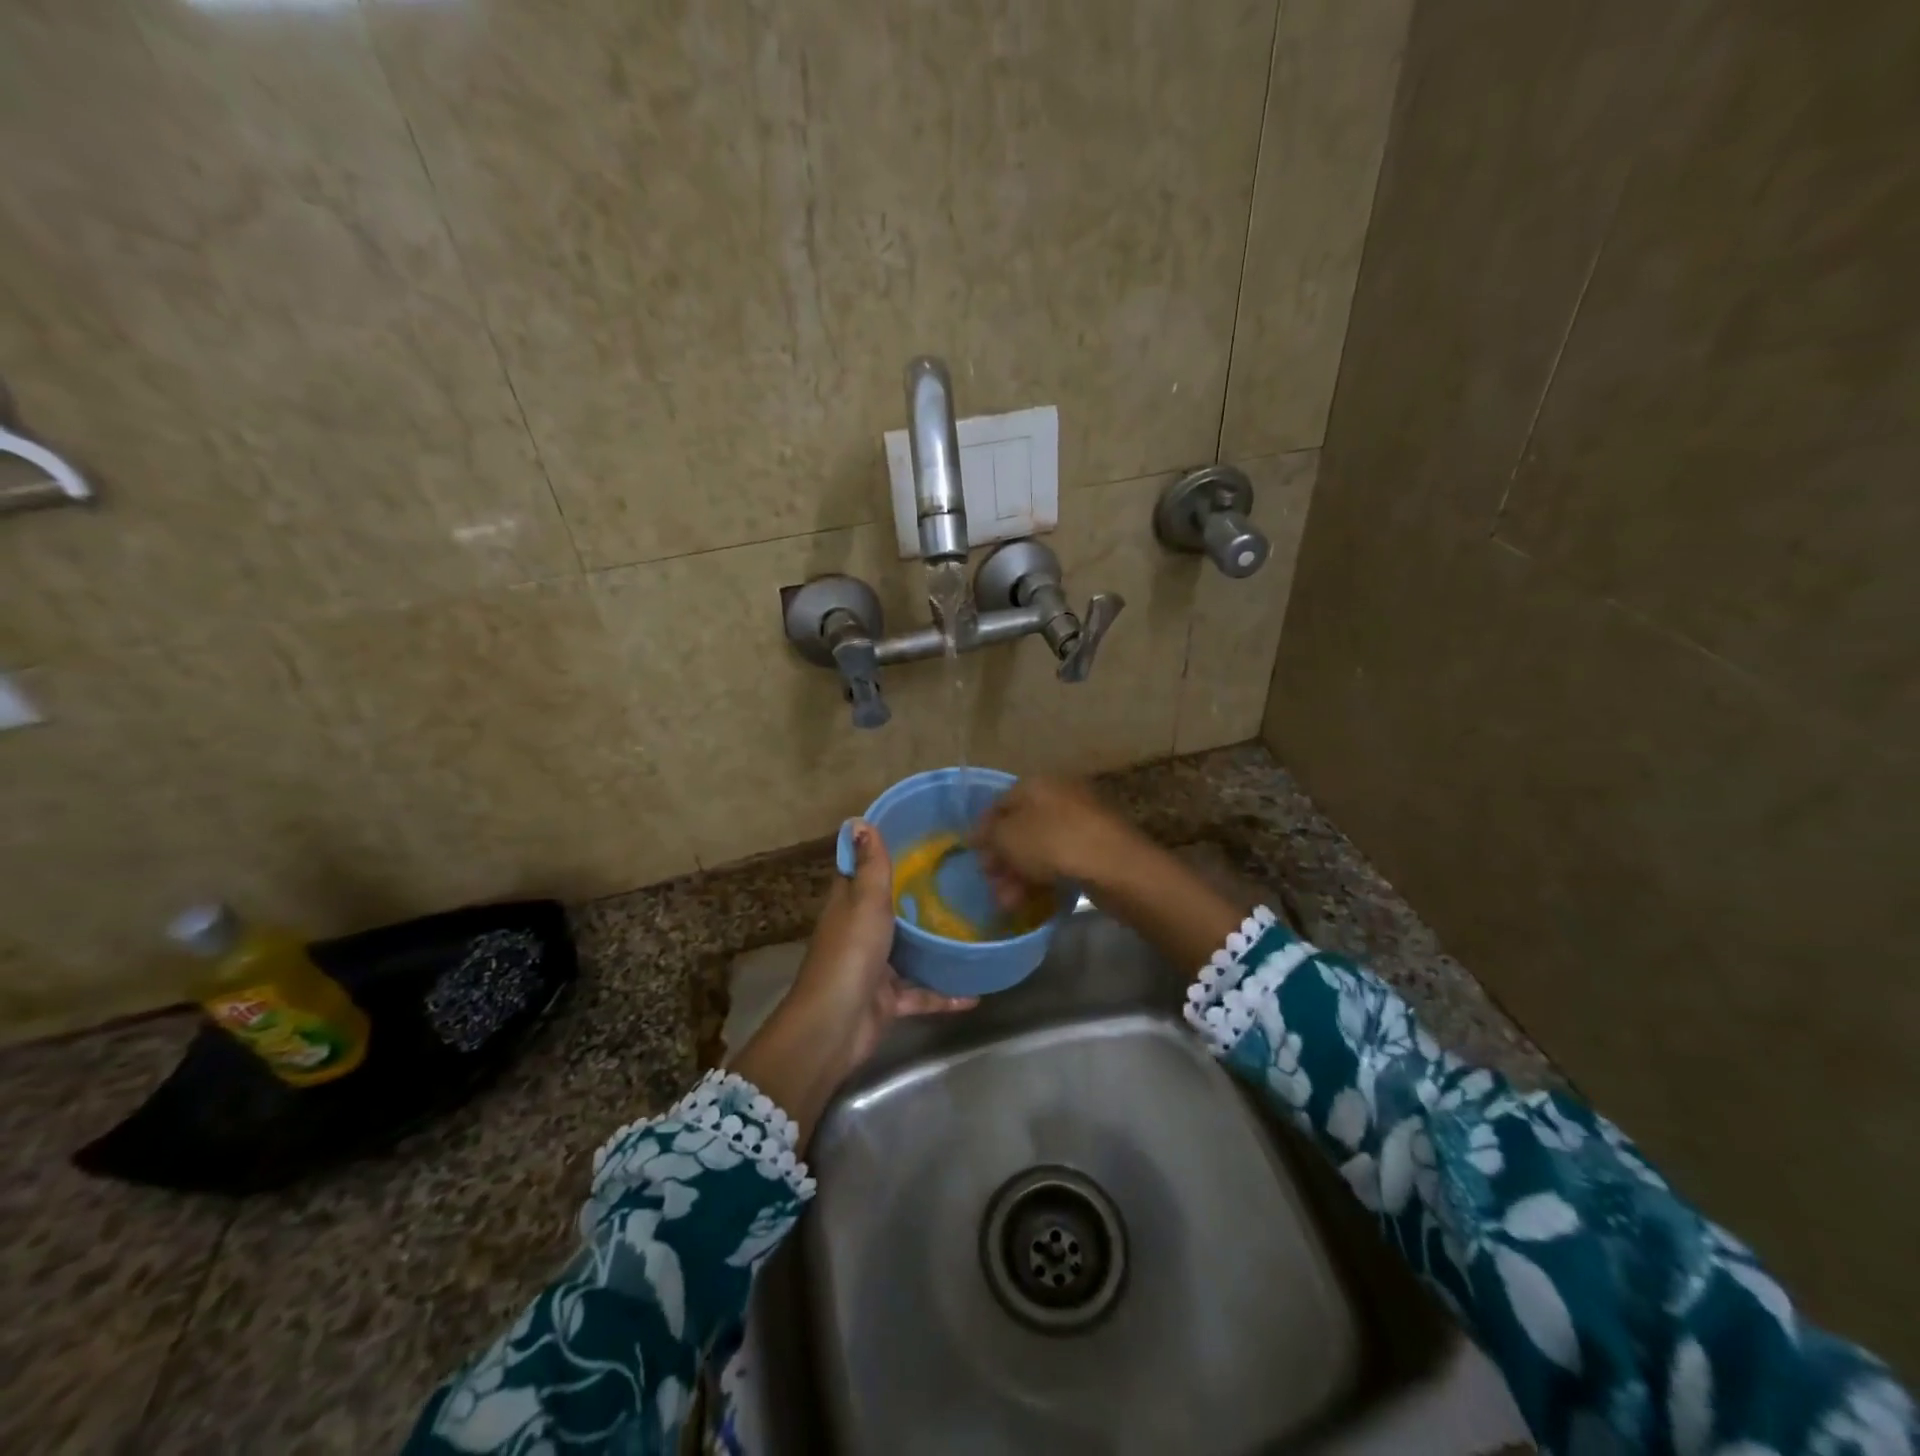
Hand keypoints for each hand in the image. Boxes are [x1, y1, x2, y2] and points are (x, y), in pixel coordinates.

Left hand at [792, 820, 976, 1064]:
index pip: (861, 871)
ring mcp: (874, 968)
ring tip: (972, 928)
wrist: (836, 1026)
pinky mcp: (887, 1000)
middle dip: (916, 896)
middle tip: (959, 878)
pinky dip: (944, 993)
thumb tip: (859, 819)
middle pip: (887, 909)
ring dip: (933, 945)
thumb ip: (870, 866)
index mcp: (848, 905)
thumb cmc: (851, 954)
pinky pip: (920, 992)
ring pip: (908, 950)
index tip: (915, 837)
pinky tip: (975, 992)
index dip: (880, 853)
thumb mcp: (865, 902)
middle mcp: (859, 932)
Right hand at [975, 776, 1141, 898]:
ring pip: (1039, 848)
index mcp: (1036, 784)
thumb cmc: (1054, 843)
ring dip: (1019, 874)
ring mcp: (1080, 821)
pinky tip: (1032, 901)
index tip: (974, 858)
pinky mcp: (1096, 848)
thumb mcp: (1008, 837)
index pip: (1000, 803)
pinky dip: (1043, 878)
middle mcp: (1058, 796)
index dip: (983, 831)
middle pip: (1020, 828)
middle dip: (1002, 859)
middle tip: (992, 885)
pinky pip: (1060, 860)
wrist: (1116, 866)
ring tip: (1009, 903)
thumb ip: (987, 835)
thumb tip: (976, 835)